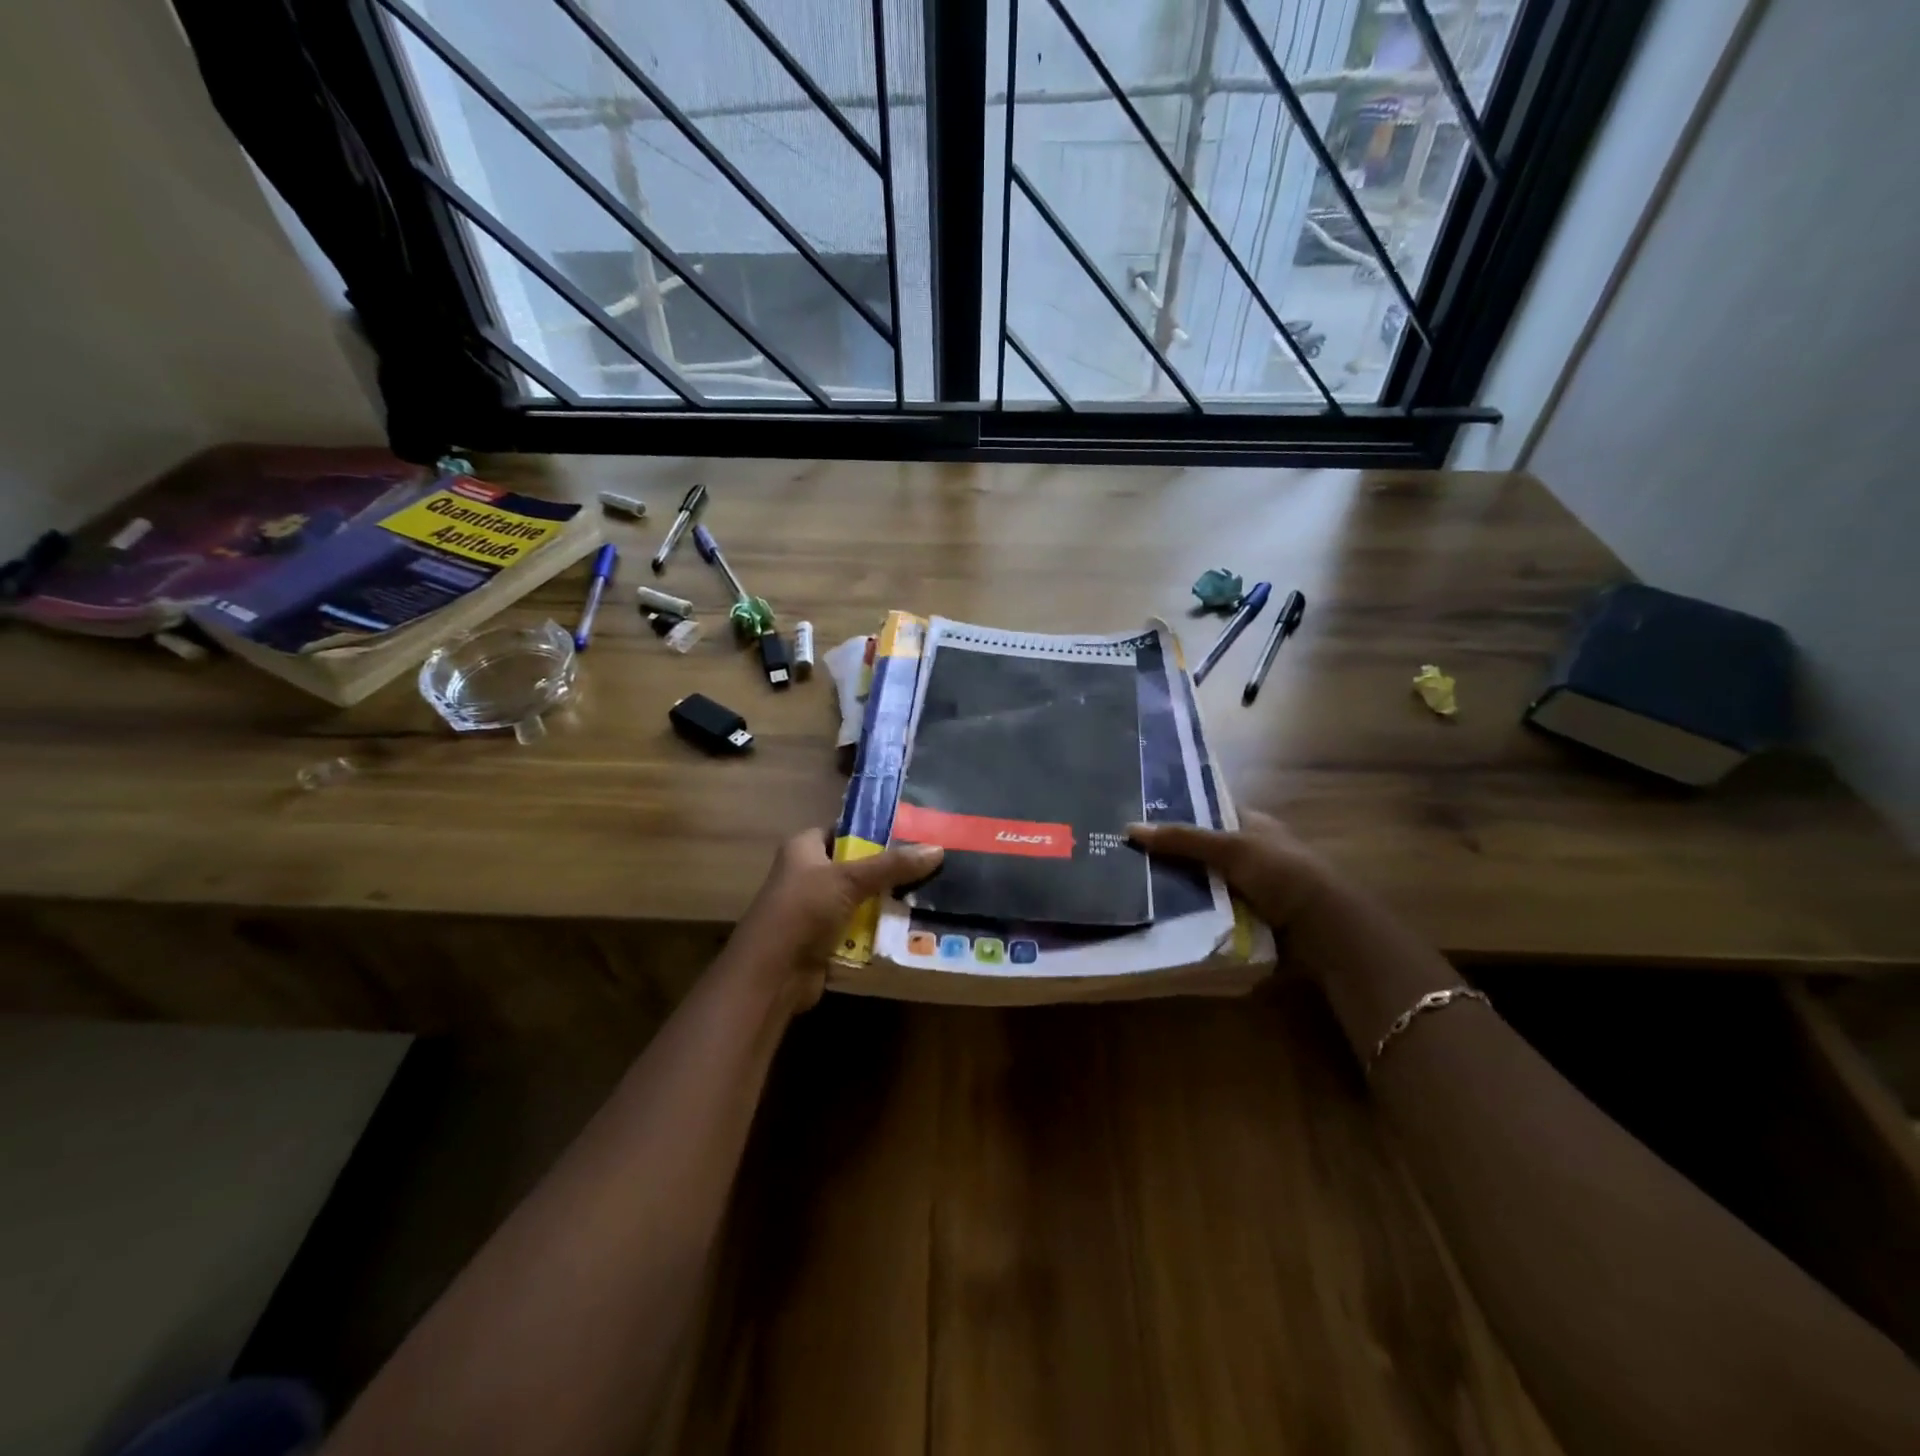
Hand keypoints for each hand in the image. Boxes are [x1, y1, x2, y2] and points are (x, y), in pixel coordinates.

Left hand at [721, 830, 943, 1011]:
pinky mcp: (824, 940)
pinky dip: (879, 929)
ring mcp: (815, 910)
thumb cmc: (803, 910)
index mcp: (803, 849)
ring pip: (861, 899)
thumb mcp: (849, 880)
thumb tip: (938, 849)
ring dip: (887, 902)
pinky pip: (859, 929)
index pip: (843, 830)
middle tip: (929, 864)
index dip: (872, 830)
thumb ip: (892, 865)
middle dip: (888, 869)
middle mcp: (807, 875)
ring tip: (930, 894)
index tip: (911, 832)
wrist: (772, 974)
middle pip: (856, 866)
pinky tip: (911, 926)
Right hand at [1127, 809, 1339, 935]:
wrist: (1324, 932)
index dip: (1176, 815)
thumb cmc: (1282, 875)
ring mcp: (1250, 889)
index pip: (1207, 813)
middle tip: (1126, 859)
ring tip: (1132, 889)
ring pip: (1203, 884)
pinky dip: (1192, 915)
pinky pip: (1210, 913)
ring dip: (1178, 890)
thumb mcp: (1231, 848)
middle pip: (1200, 852)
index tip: (1138, 822)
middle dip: (1170, 857)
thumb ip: (1182, 839)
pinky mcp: (1248, 920)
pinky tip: (1160, 917)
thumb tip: (1130, 828)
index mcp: (1252, 825)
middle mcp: (1250, 854)